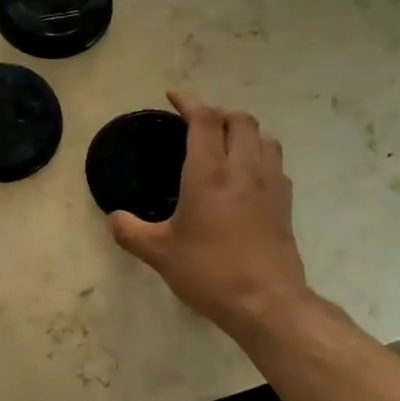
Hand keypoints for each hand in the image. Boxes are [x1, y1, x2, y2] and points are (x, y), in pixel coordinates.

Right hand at [107, 92, 314, 341]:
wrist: (267, 303)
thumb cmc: (208, 272)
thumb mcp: (158, 253)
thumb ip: (130, 231)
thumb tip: (113, 218)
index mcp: (209, 173)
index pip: (204, 120)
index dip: (188, 102)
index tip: (173, 97)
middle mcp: (243, 169)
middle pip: (240, 120)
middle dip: (217, 113)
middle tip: (196, 123)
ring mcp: (270, 185)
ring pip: (264, 138)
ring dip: (243, 131)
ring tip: (224, 143)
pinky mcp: (286, 204)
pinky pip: (275, 163)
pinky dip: (259, 155)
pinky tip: (245, 176)